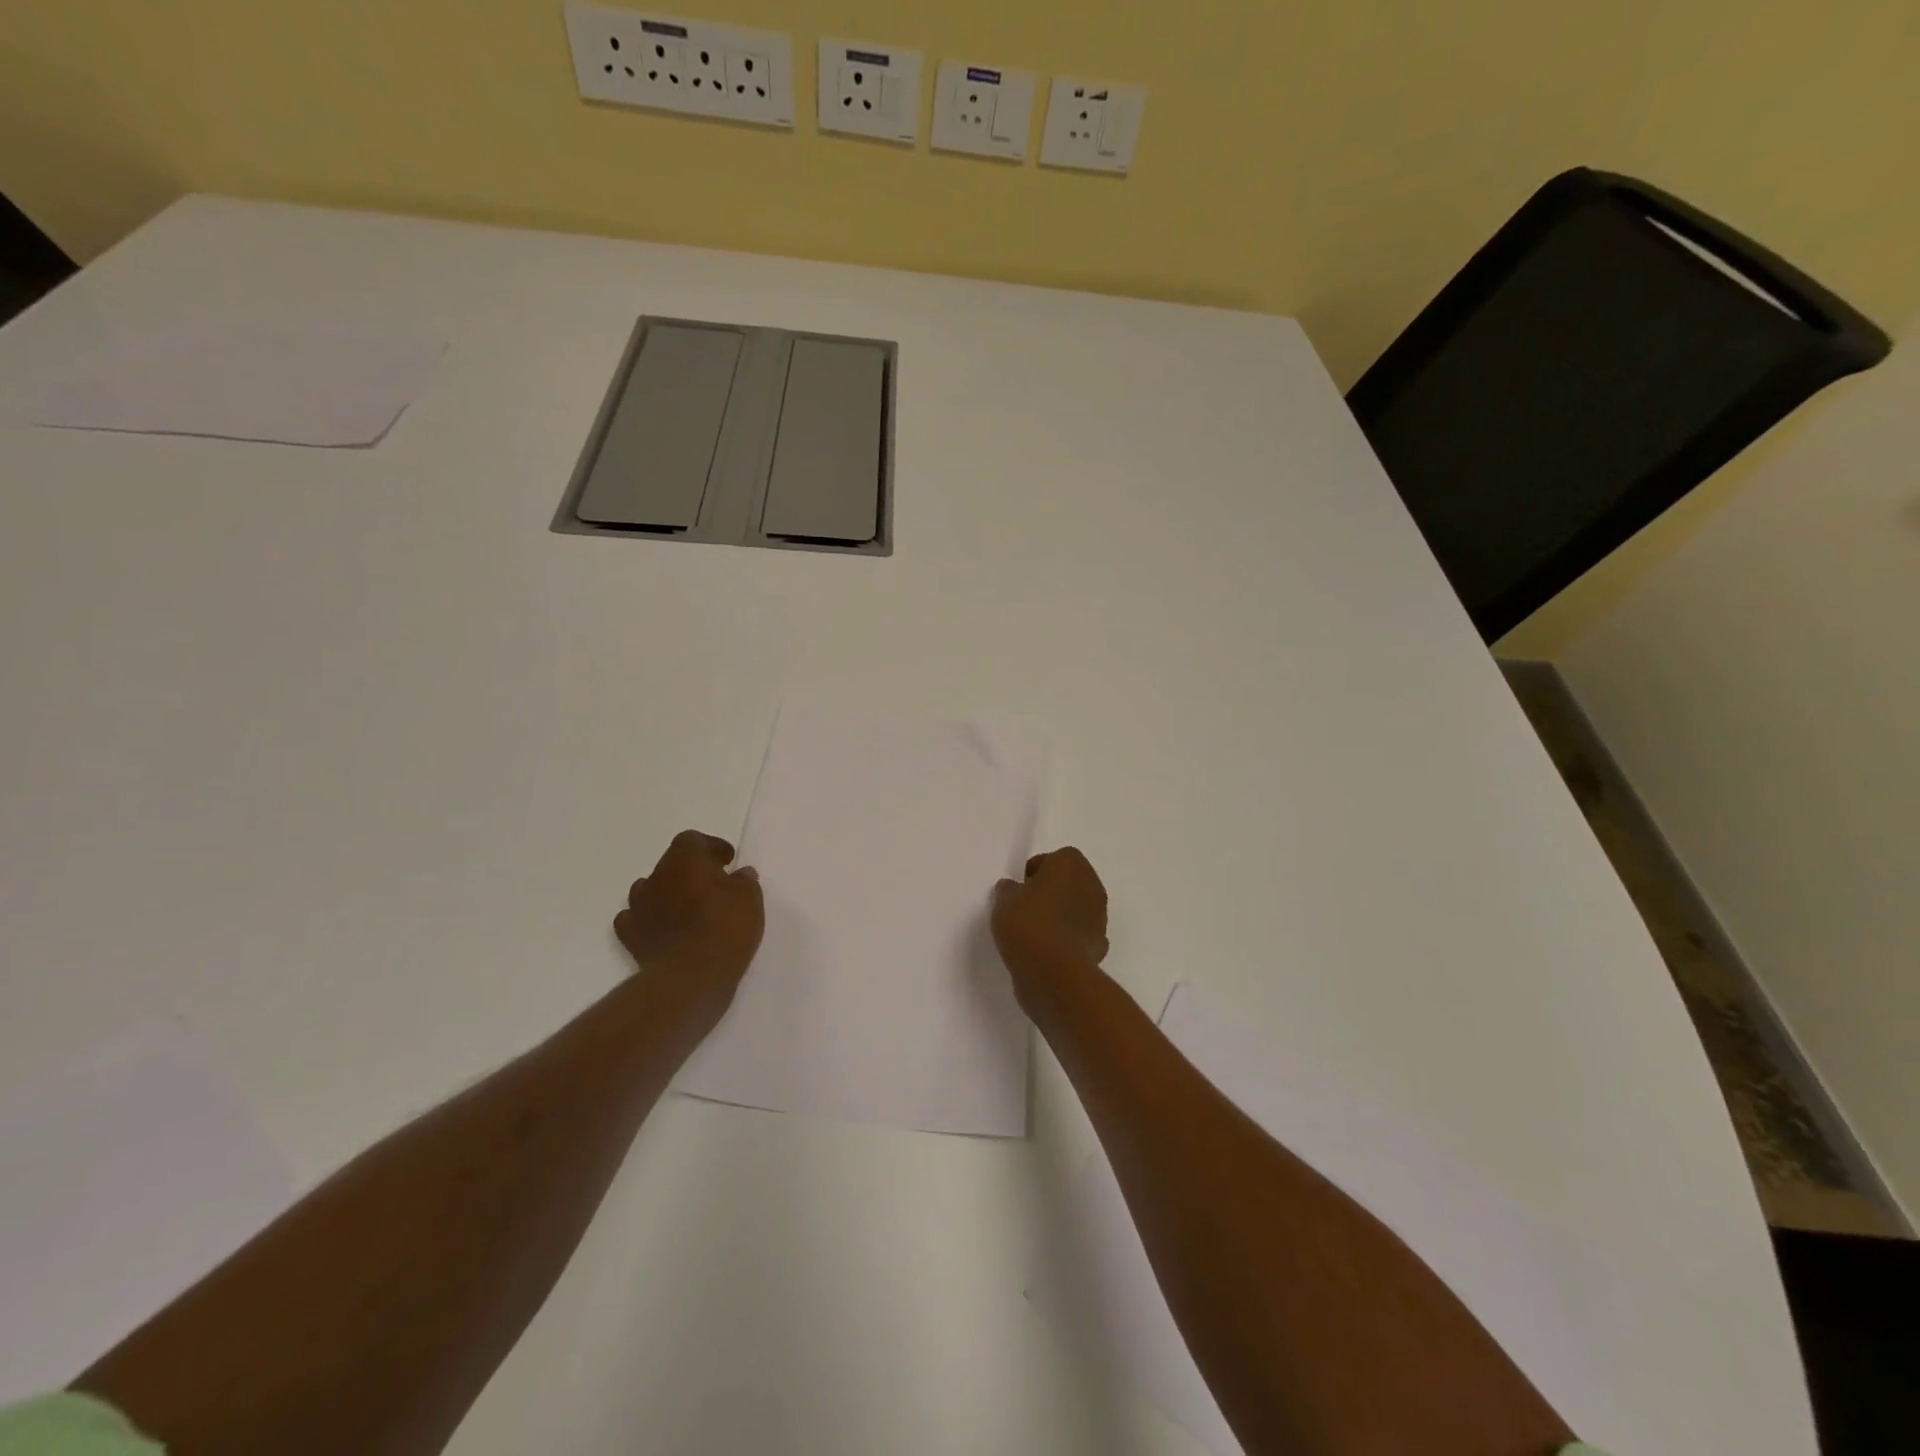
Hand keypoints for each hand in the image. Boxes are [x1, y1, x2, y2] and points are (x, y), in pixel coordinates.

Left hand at [616, 831, 764, 1008]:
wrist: (692, 975)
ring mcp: (638, 907)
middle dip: (690, 871)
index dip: (710, 847)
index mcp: (685, 859)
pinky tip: (663, 929)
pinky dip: (648, 920)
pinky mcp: (631, 937)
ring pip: (649, 889)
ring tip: (688, 909)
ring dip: (668, 894)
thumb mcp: (750, 899)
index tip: (727, 861)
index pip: (692, 840)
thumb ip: (744, 881)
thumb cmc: (725, 926)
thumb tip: (740, 874)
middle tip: (712, 886)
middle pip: (671, 864)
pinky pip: (635, 919)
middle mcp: (656, 876)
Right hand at [992, 847, 1108, 1006]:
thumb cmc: (1029, 924)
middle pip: (1068, 883)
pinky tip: (1049, 952)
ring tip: (1034, 934)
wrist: (1055, 972)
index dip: (1035, 873)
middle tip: (1025, 910)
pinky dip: (1068, 940)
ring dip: (1061, 917)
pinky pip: (1080, 935)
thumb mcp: (1004, 901)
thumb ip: (1009, 890)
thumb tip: (1013, 889)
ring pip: (1076, 909)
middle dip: (1050, 893)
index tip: (1020, 890)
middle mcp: (1092, 884)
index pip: (1053, 859)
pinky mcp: (1099, 945)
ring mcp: (1100, 916)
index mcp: (1071, 864)